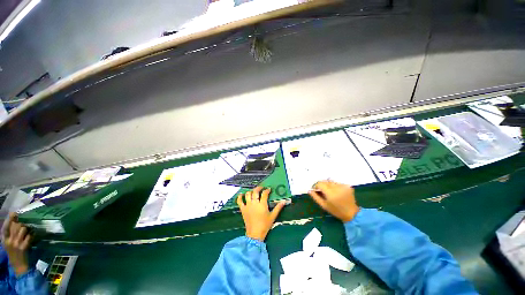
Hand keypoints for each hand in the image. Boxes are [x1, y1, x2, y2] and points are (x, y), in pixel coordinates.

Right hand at [1, 213, 31, 275]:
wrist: (18, 266)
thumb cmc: (14, 253)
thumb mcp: (9, 243)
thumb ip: (11, 234)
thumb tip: (16, 221)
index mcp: (4, 239)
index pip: (6, 226)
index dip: (10, 219)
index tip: (14, 212)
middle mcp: (9, 240)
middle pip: (16, 226)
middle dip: (22, 222)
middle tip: (26, 222)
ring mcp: (16, 244)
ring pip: (22, 229)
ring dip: (27, 228)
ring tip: (30, 229)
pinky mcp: (23, 247)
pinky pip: (29, 237)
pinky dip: (32, 234)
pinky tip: (33, 234)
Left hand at [237, 187, 285, 240]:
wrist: (255, 234)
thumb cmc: (265, 225)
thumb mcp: (273, 216)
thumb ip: (278, 208)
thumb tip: (284, 201)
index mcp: (262, 204)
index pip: (264, 194)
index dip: (267, 190)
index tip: (269, 189)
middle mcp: (254, 203)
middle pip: (255, 191)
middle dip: (258, 188)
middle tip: (261, 188)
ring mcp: (248, 205)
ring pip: (248, 194)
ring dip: (251, 191)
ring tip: (253, 191)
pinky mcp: (243, 209)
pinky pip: (239, 201)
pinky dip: (240, 197)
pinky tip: (241, 194)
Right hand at [308, 181, 359, 222]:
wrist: (351, 213)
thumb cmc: (336, 210)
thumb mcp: (324, 205)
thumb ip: (315, 197)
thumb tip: (309, 190)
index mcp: (330, 193)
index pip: (320, 183)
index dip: (316, 185)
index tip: (315, 189)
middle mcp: (337, 187)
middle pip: (325, 181)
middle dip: (322, 185)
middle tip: (322, 191)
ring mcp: (343, 186)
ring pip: (331, 181)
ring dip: (328, 185)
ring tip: (330, 192)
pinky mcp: (347, 186)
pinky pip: (337, 183)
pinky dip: (335, 186)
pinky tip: (336, 191)